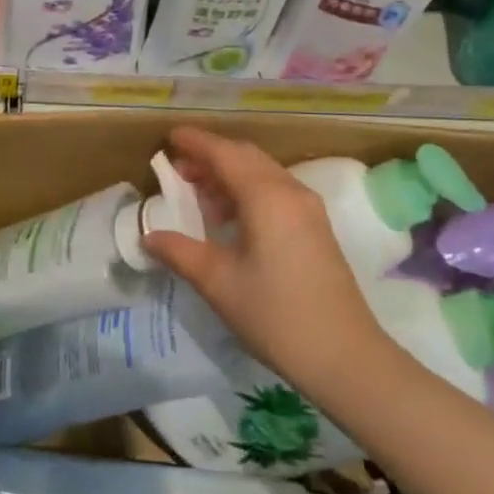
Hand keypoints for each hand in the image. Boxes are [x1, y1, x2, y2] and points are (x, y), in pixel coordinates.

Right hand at [140, 127, 392, 398]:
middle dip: (211, 156)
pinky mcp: (316, 227)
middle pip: (246, 156)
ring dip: (230, 174)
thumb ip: (179, 252)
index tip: (169, 136)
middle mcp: (290, 191)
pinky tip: (229, 217)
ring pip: (263, 173)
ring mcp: (308, 209)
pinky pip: (275, 191)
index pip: (224, 153)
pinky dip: (248, 190)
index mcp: (266, 196)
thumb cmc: (275, 314)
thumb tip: (148, 236)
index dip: (195, 142)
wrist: (344, 356)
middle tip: (178, 167)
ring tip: (198, 194)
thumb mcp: (218, 282)